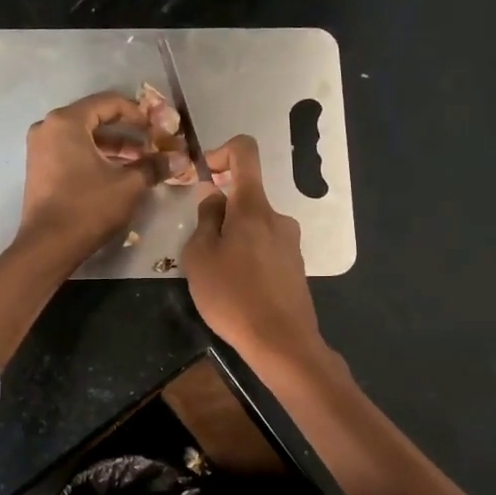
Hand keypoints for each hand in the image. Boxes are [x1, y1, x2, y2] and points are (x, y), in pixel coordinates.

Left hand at [17, 91, 177, 263]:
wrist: (48, 246)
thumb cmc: (88, 207)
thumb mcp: (128, 185)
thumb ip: (154, 165)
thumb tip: (180, 158)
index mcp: (67, 122)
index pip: (109, 103)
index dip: (138, 114)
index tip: (158, 128)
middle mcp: (49, 128)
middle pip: (95, 119)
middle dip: (128, 132)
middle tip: (153, 144)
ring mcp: (41, 149)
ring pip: (84, 138)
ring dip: (114, 147)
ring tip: (142, 162)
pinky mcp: (40, 169)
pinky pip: (73, 152)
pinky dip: (96, 158)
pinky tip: (119, 173)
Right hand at [181, 135, 325, 368]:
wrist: (281, 342)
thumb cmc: (233, 296)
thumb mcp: (200, 257)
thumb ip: (205, 219)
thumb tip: (213, 196)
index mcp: (254, 207)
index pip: (245, 151)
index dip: (221, 152)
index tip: (204, 176)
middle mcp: (278, 217)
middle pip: (245, 197)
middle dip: (220, 214)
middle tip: (200, 250)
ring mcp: (291, 242)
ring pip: (254, 226)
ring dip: (233, 240)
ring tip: (217, 276)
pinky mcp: (295, 266)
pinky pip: (265, 248)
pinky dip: (248, 257)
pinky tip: (238, 290)